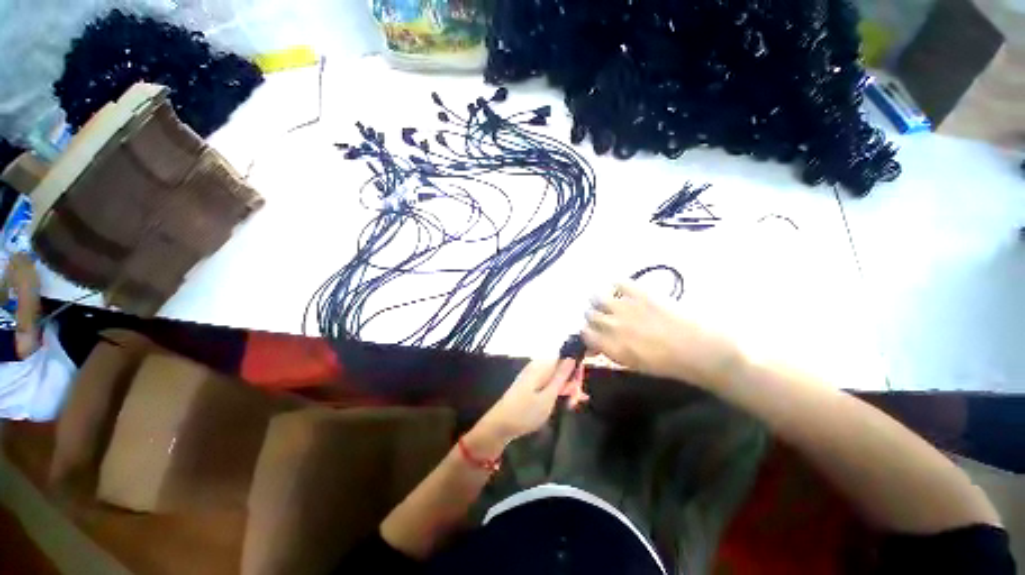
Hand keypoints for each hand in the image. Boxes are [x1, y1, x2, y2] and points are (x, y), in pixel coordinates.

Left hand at [473, 359, 576, 449]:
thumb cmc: (525, 413)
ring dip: (565, 388)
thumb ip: (561, 377)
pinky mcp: (529, 384)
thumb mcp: (548, 397)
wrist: (499, 426)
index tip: (581, 386)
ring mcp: (532, 375)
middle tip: (577, 401)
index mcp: (541, 366)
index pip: (564, 357)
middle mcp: (537, 366)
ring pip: (555, 377)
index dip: (575, 369)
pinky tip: (563, 402)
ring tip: (571, 404)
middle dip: (571, 381)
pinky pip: (548, 383)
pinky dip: (556, 391)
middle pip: (560, 367)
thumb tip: (572, 358)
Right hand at [582, 280, 742, 385]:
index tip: (595, 332)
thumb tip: (595, 346)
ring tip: (611, 302)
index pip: (584, 333)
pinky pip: (618, 282)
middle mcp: (611, 325)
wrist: (700, 348)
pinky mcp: (640, 292)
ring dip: (601, 300)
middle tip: (605, 317)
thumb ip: (610, 352)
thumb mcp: (632, 364)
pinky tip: (625, 290)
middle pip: (589, 314)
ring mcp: (624, 306)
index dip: (588, 331)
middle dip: (594, 316)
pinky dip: (618, 285)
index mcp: (610, 346)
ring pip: (596, 297)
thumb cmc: (668, 363)